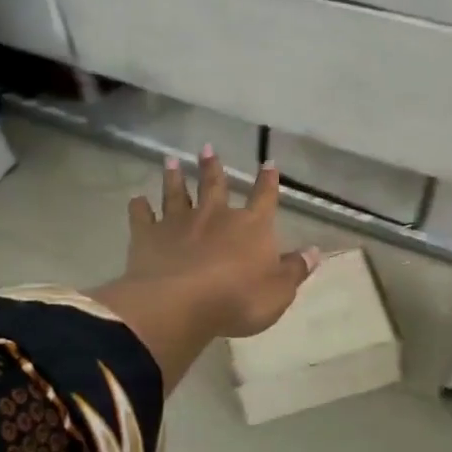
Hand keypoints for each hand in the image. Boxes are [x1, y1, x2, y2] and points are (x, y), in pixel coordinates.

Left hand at [124, 147, 320, 338]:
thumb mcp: (278, 291)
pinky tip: (136, 199)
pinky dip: (139, 207)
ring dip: (174, 177)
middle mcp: (215, 216)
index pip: (264, 198)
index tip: (268, 163)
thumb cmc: (237, 298)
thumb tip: (315, 252)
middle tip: (206, 147)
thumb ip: (295, 270)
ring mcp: (179, 223)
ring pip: (177, 193)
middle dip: (212, 166)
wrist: (179, 304)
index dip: (268, 181)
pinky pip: (142, 217)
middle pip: (214, 185)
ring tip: (170, 160)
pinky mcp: (148, 237)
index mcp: (250, 226)